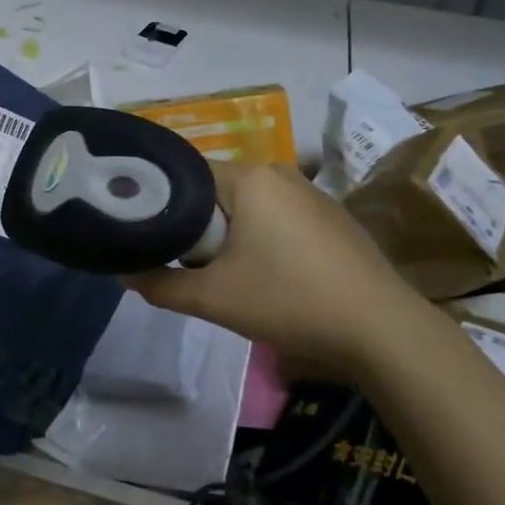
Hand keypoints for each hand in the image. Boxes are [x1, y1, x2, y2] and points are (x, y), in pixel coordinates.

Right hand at [124, 160, 423, 367]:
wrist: (381, 331)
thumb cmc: (289, 301)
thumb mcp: (213, 299)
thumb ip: (160, 284)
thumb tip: (123, 274)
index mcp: (249, 178)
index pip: (185, 176)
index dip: (162, 205)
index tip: (149, 237)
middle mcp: (281, 173)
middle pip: (217, 192)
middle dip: (198, 227)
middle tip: (187, 265)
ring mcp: (313, 194)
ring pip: (250, 207)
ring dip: (231, 236)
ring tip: (227, 276)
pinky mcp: (333, 218)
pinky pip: (280, 218)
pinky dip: (264, 240)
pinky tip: (272, 277)